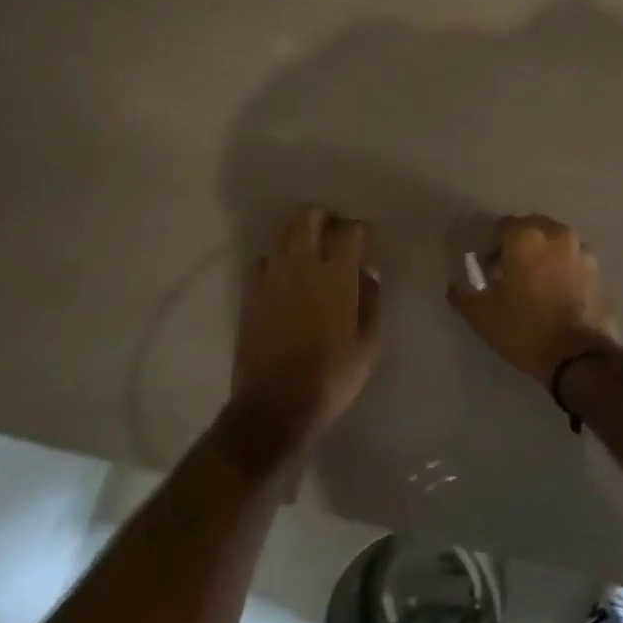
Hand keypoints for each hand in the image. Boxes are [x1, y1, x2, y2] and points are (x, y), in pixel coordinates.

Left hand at [232, 206, 381, 446]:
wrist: (275, 405)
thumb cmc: (332, 375)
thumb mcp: (370, 343)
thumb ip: (372, 301)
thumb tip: (367, 275)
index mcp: (336, 275)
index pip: (350, 230)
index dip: (361, 232)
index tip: (366, 245)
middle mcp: (302, 265)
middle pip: (309, 217)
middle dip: (326, 219)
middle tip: (336, 237)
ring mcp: (271, 276)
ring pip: (283, 232)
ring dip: (300, 233)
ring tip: (312, 251)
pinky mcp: (250, 292)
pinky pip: (263, 259)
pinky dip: (278, 258)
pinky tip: (287, 276)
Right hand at [447, 215, 619, 387]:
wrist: (579, 357)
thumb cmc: (525, 330)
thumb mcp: (482, 316)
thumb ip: (463, 294)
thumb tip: (456, 285)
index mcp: (526, 237)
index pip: (502, 226)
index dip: (491, 247)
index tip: (488, 272)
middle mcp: (556, 234)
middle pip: (531, 228)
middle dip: (519, 245)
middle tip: (510, 274)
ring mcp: (581, 250)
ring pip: (555, 242)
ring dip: (543, 254)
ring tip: (535, 284)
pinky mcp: (598, 270)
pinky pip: (573, 259)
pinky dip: (562, 267)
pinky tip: (557, 294)